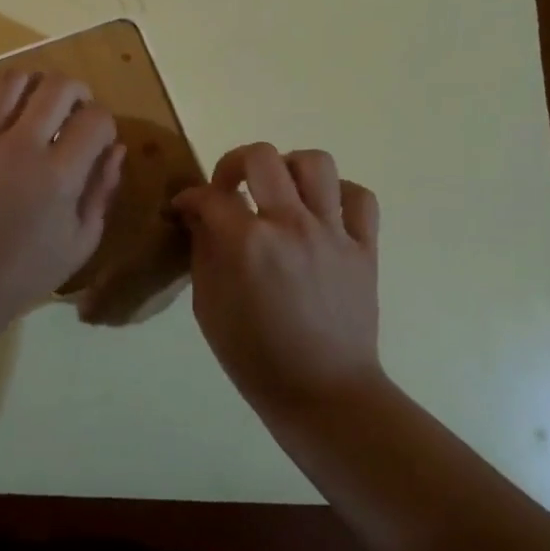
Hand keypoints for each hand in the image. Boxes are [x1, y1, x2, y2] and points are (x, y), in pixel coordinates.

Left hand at [0, 70, 125, 323]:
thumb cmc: (28, 270)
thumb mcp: (81, 241)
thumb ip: (102, 190)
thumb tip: (116, 149)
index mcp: (59, 174)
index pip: (96, 119)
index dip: (106, 123)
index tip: (101, 140)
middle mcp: (23, 147)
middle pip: (57, 86)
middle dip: (78, 90)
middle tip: (77, 109)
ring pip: (13, 81)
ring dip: (35, 83)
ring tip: (39, 102)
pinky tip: (3, 105)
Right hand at [173, 145, 382, 409]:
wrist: (324, 393)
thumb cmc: (255, 357)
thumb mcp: (208, 306)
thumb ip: (202, 251)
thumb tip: (198, 216)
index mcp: (246, 243)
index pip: (209, 196)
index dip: (188, 198)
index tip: (184, 208)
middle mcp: (290, 225)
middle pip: (261, 156)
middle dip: (233, 163)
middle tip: (230, 188)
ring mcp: (332, 233)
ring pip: (315, 163)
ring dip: (289, 168)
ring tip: (280, 192)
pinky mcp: (365, 247)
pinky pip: (360, 198)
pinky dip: (339, 195)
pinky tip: (322, 212)